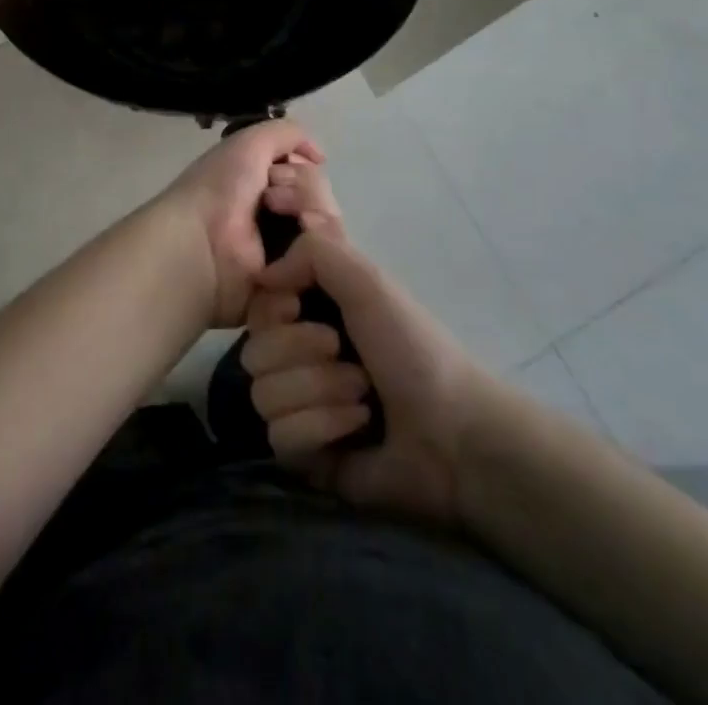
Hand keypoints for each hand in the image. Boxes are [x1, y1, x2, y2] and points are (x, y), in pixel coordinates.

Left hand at [143, 119, 325, 327]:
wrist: (201, 244)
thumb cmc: (218, 189)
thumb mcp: (249, 144)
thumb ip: (287, 134)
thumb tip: (319, 155)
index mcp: (265, 187)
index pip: (311, 176)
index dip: (302, 170)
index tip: (279, 173)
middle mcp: (279, 219)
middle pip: (324, 200)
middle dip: (306, 192)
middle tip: (272, 200)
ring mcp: (289, 253)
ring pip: (331, 229)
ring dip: (312, 215)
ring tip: (290, 223)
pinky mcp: (297, 283)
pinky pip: (328, 263)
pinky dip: (318, 249)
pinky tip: (298, 249)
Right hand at [242, 167, 489, 526]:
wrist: (454, 434)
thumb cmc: (412, 348)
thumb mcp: (368, 281)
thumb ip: (312, 252)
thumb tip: (263, 275)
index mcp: (311, 314)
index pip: (255, 307)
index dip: (271, 308)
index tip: (297, 306)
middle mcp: (298, 357)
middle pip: (253, 351)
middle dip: (301, 353)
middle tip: (345, 354)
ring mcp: (298, 408)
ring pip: (263, 395)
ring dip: (317, 391)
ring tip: (362, 395)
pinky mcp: (304, 455)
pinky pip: (281, 438)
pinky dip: (322, 427)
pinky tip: (358, 427)